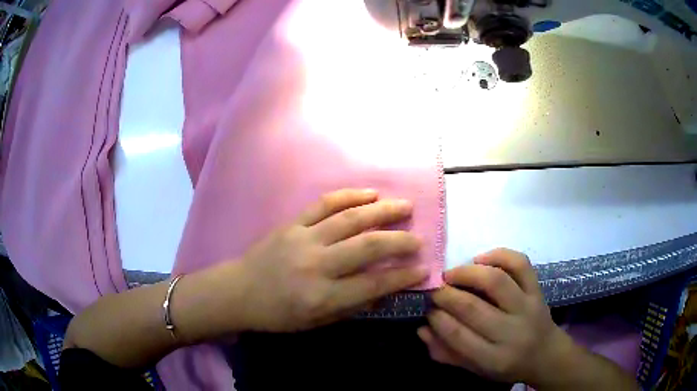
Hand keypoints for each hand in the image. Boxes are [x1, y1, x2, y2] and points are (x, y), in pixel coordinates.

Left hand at [234, 189, 428, 332]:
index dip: (402, 276)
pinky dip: (349, 196)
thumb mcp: (316, 322)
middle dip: (400, 241)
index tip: (423, 269)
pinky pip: (323, 204)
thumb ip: (352, 306)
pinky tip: (369, 193)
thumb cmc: (278, 314)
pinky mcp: (292, 223)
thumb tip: (385, 290)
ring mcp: (303, 239)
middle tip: (419, 238)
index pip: (373, 284)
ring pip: (350, 219)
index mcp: (322, 296)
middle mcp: (316, 265)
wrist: (239, 291)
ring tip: (405, 206)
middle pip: (368, 246)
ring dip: (382, 211)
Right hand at [418, 249, 569, 386]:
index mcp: (494, 358)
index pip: (458, 335)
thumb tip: (422, 329)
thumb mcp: (476, 369)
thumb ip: (447, 353)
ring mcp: (527, 307)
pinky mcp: (537, 290)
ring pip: (496, 281)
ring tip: (451, 274)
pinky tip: (481, 259)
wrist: (546, 354)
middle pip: (473, 307)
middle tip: (433, 290)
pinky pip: (521, 264)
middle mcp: (512, 332)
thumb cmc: (507, 365)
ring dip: (467, 273)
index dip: (438, 318)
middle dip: (445, 295)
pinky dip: (499, 255)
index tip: (428, 309)